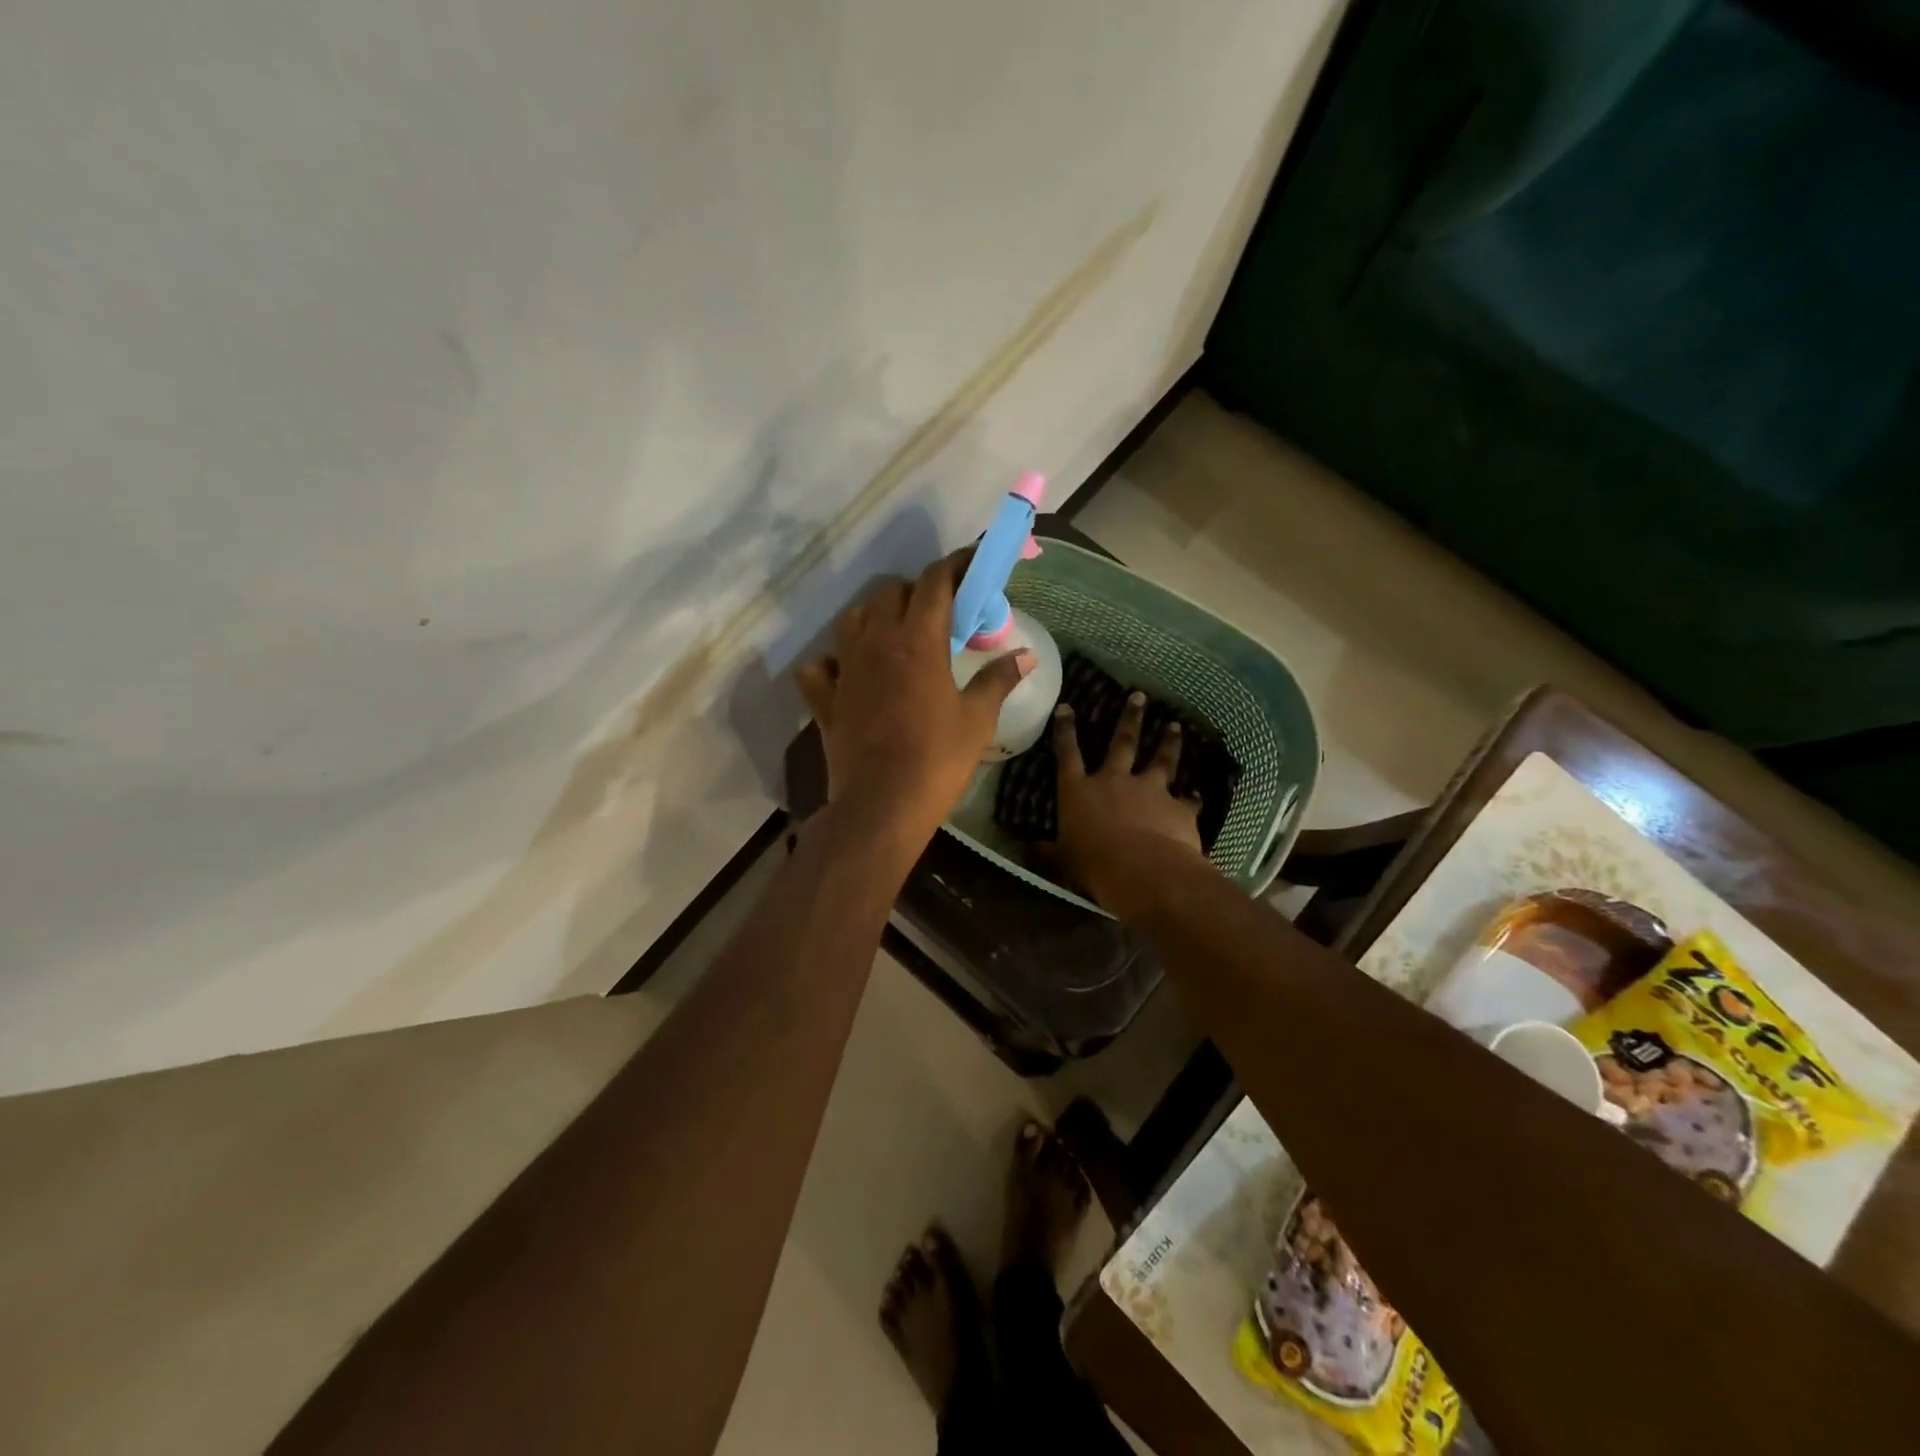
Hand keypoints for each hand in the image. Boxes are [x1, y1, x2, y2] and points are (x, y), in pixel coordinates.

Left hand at [795, 552, 1032, 848]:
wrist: (882, 806)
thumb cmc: (937, 760)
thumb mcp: (977, 720)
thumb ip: (998, 680)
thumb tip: (1026, 656)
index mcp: (918, 640)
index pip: (935, 582)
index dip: (956, 565)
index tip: (972, 563)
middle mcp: (876, 642)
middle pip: (890, 591)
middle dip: (916, 591)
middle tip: (940, 614)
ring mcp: (845, 668)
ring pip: (852, 618)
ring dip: (875, 616)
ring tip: (896, 635)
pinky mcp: (825, 699)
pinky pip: (819, 666)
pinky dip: (832, 662)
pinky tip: (848, 673)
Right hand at [1052, 692, 1207, 911]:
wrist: (1145, 871)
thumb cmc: (1094, 865)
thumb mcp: (1063, 861)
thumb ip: (1049, 852)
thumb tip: (1027, 849)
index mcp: (1079, 791)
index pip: (1067, 754)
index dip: (1065, 730)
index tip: (1067, 707)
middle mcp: (1114, 781)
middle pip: (1122, 743)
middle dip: (1130, 718)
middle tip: (1139, 696)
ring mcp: (1149, 790)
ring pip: (1161, 759)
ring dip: (1168, 742)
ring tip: (1175, 726)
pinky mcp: (1178, 806)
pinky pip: (1188, 799)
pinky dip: (1192, 797)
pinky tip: (1198, 794)